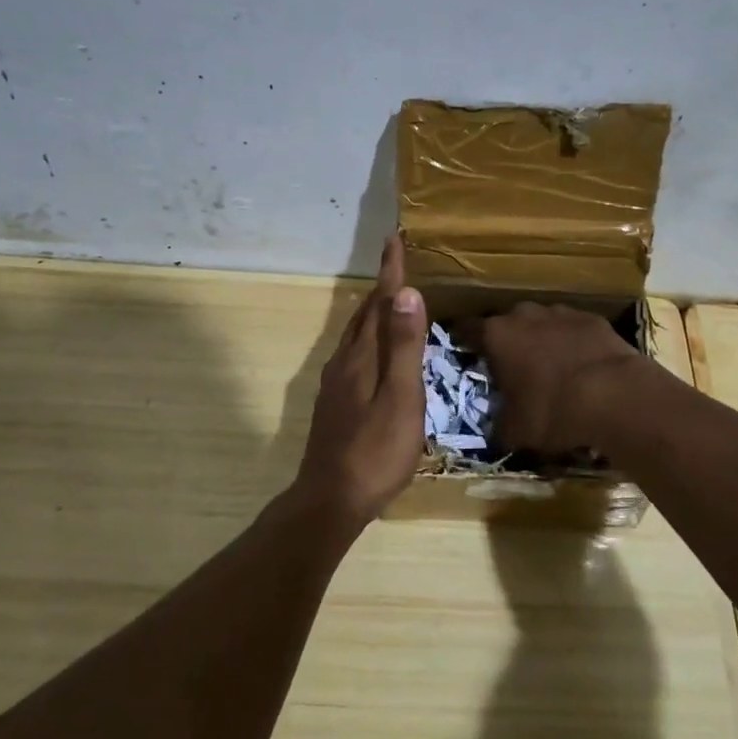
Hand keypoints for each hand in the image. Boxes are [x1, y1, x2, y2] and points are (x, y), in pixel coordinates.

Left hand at [292, 235, 426, 524]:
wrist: (330, 499)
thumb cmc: (375, 451)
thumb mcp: (400, 399)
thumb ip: (404, 348)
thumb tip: (406, 293)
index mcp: (363, 357)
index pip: (380, 304)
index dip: (390, 272)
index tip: (394, 239)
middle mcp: (345, 363)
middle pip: (364, 315)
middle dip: (381, 288)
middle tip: (394, 264)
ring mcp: (335, 384)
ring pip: (355, 336)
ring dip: (372, 312)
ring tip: (386, 301)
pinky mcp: (334, 404)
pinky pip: (352, 354)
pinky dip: (366, 338)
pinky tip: (370, 352)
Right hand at [460, 303, 647, 455]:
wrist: (616, 396)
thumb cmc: (553, 410)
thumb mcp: (516, 430)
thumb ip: (499, 425)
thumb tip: (496, 430)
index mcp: (497, 335)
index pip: (467, 330)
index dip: (463, 341)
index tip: (463, 352)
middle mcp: (524, 315)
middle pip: (506, 322)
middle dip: (506, 340)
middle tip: (509, 365)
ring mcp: (561, 313)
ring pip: (541, 322)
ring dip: (540, 338)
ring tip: (547, 365)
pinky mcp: (593, 319)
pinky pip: (573, 329)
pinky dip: (571, 342)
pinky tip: (580, 365)